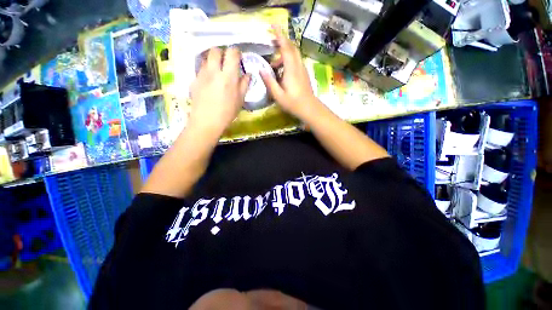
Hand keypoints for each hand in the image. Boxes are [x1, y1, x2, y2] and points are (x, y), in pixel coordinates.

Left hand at [189, 47, 250, 135]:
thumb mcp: (240, 100)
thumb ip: (244, 85)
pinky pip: (201, 68)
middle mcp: (214, 71)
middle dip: (222, 52)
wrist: (207, 121)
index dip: (236, 52)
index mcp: (228, 76)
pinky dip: (207, 70)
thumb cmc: (227, 112)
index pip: (231, 53)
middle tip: (226, 62)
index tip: (238, 57)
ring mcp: (202, 74)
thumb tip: (248, 74)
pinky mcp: (194, 80)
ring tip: (217, 71)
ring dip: (213, 60)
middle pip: (215, 50)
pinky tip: (210, 81)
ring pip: (206, 58)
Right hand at [260, 27, 319, 118]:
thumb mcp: (278, 95)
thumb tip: (261, 70)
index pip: (285, 48)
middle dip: (282, 42)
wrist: (309, 108)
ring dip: (284, 55)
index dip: (279, 35)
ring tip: (274, 67)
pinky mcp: (304, 74)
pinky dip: (288, 61)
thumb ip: (269, 82)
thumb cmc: (293, 103)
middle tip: (272, 44)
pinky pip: (296, 61)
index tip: (273, 26)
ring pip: (294, 55)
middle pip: (291, 48)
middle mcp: (298, 66)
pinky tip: (282, 72)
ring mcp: (302, 69)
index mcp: (291, 69)